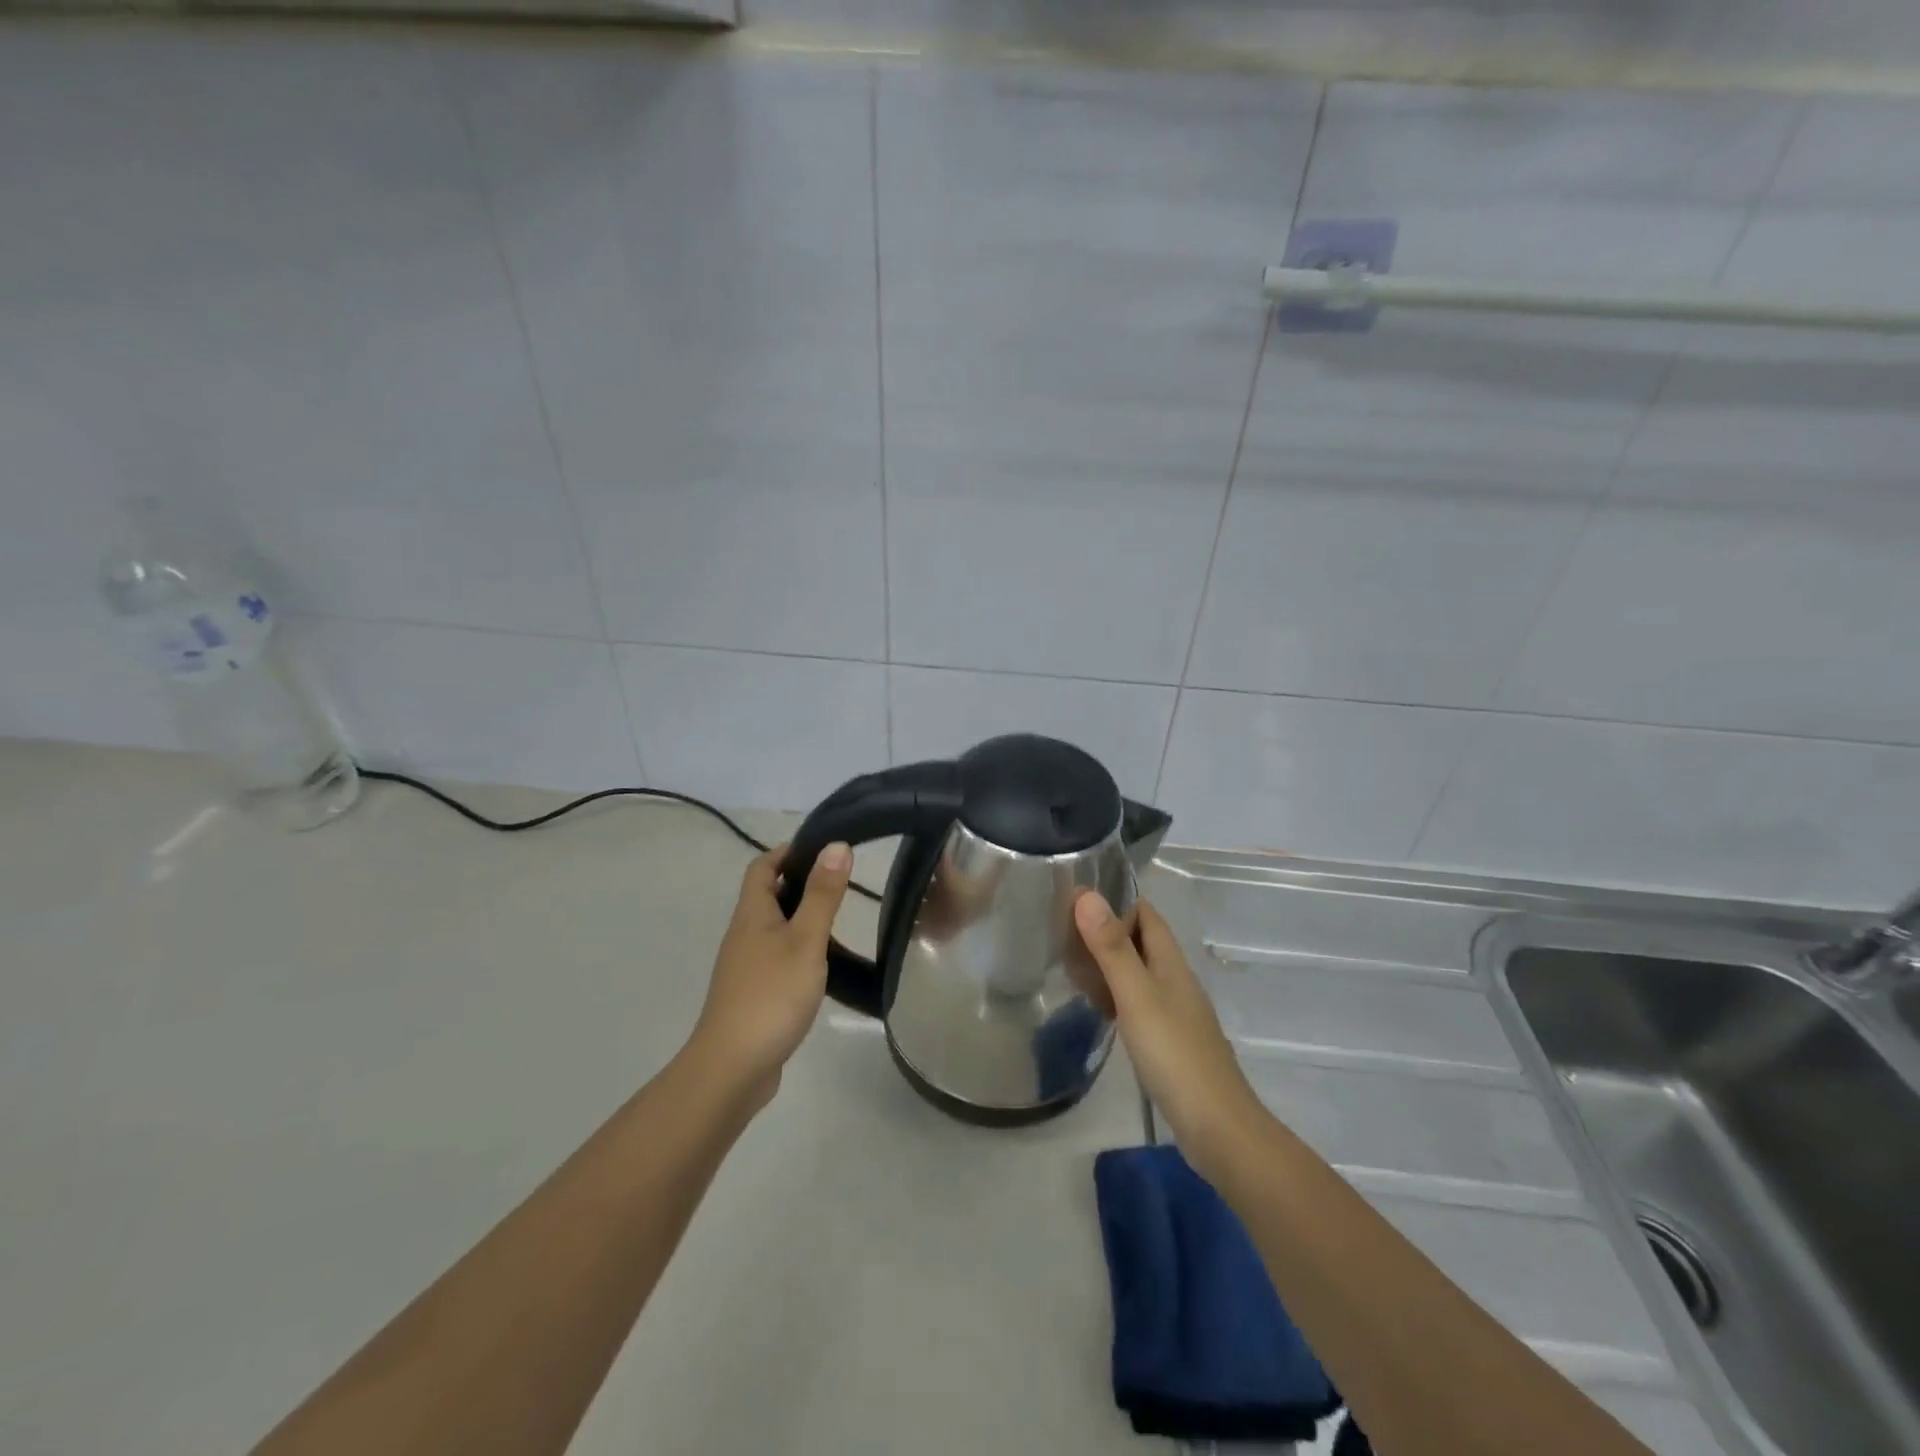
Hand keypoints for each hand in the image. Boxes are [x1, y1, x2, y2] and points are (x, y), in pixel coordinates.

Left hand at [688, 841, 852, 1111]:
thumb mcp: (805, 940)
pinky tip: (820, 965)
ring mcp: (745, 966)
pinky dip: (798, 949)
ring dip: (800, 917)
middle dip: (799, 882)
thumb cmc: (771, 994)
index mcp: (752, 914)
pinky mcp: (752, 994)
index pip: (762, 867)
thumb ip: (822, 894)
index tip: (822, 848)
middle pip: (767, 895)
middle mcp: (743, 934)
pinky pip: (776, 957)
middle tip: (839, 882)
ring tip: (838, 921)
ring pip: (773, 928)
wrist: (732, 1067)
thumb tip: (836, 845)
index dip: (787, 851)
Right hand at [1073, 892, 1266, 1177]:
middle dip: (1106, 928)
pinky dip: (1113, 993)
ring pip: (1137, 972)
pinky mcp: (1168, 1040)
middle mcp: (1175, 980)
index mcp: (1171, 962)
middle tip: (1061, 924)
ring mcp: (1173, 1011)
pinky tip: (1096, 1004)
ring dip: (1108, 961)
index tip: (1078, 887)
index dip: (1117, 897)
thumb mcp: (1136, 996)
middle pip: (1140, 941)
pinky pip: (1136, 1001)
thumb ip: (1112, 948)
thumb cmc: (1174, 1053)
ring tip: (1069, 958)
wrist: (1216, 1126)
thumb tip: (1088, 895)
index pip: (1146, 914)